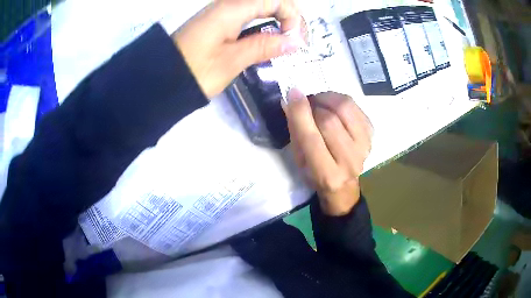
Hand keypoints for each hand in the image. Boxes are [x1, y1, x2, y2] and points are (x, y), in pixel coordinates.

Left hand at [173, 0, 301, 97]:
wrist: (161, 80)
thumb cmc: (195, 71)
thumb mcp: (232, 61)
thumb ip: (264, 46)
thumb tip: (294, 41)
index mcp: (233, 9)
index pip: (275, 0)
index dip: (292, 16)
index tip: (295, 40)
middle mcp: (228, 4)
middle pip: (268, 0)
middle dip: (288, 16)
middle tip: (295, 39)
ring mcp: (221, 13)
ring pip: (258, 7)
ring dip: (276, 20)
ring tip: (285, 40)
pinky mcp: (216, 23)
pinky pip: (246, 16)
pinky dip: (261, 25)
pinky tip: (265, 39)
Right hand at [283, 90, 372, 215]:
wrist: (343, 185)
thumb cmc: (315, 174)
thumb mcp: (299, 159)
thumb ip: (295, 130)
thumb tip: (291, 100)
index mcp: (326, 174)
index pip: (311, 138)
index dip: (300, 112)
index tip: (293, 93)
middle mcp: (349, 162)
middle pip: (329, 120)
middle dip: (314, 105)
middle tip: (307, 103)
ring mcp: (364, 147)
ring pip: (345, 109)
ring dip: (328, 98)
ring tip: (320, 102)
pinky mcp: (371, 135)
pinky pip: (356, 106)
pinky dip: (341, 101)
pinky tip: (334, 107)